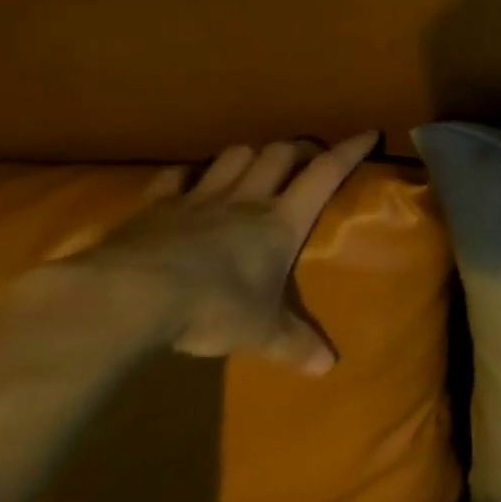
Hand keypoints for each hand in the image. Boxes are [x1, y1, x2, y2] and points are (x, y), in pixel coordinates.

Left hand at [32, 134, 377, 375]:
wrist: (131, 296)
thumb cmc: (212, 307)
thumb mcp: (259, 332)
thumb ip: (293, 344)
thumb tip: (327, 368)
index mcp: (281, 221)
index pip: (326, 173)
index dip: (350, 150)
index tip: (369, 133)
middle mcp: (247, 199)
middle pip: (280, 153)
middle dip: (297, 151)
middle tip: (304, 161)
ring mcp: (201, 198)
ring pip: (235, 155)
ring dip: (249, 156)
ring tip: (253, 169)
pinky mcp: (157, 206)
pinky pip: (176, 177)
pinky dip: (187, 176)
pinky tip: (188, 185)